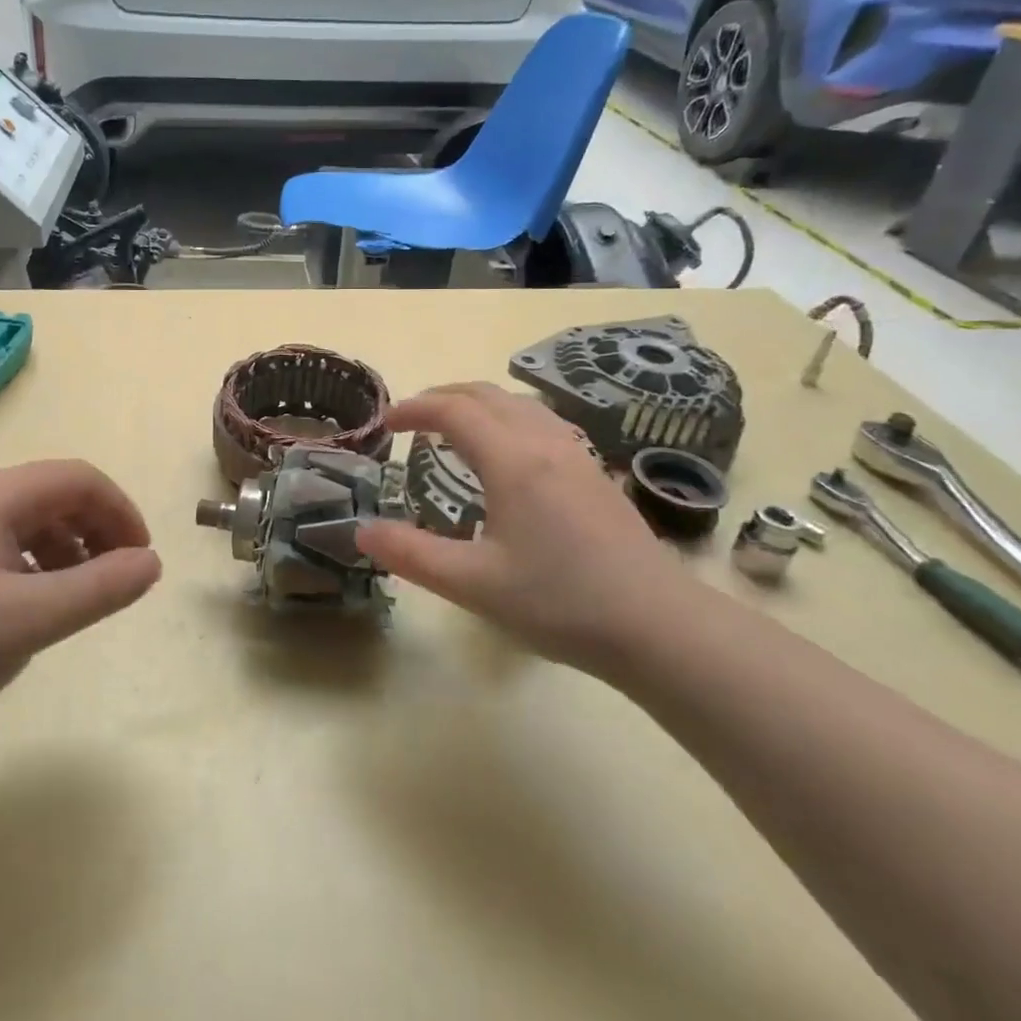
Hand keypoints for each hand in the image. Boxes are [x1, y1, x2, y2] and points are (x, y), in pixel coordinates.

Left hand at [0, 460, 160, 754]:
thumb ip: (100, 588)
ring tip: (74, 596)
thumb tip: (151, 563)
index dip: (120, 512)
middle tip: (114, 579)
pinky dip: (28, 560)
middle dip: (95, 529)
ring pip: (23, 516)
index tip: (140, 560)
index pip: (78, 478)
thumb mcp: (29, 621)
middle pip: (51, 493)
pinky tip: (25, 604)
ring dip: (63, 546)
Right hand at [356, 384, 702, 671]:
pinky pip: (541, 421)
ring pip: (518, 403)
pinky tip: (508, 453)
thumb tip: (361, 531)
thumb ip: (411, 555)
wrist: (659, 626)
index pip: (453, 410)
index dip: (413, 408)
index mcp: (512, 460)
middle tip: (411, 420)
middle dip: (442, 396)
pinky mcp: (595, 472)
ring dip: (477, 403)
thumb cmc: (560, 602)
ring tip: (453, 428)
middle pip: (486, 394)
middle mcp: (544, 442)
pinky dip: (507, 417)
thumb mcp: (473, 584)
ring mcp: (576, 454)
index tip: (385, 424)